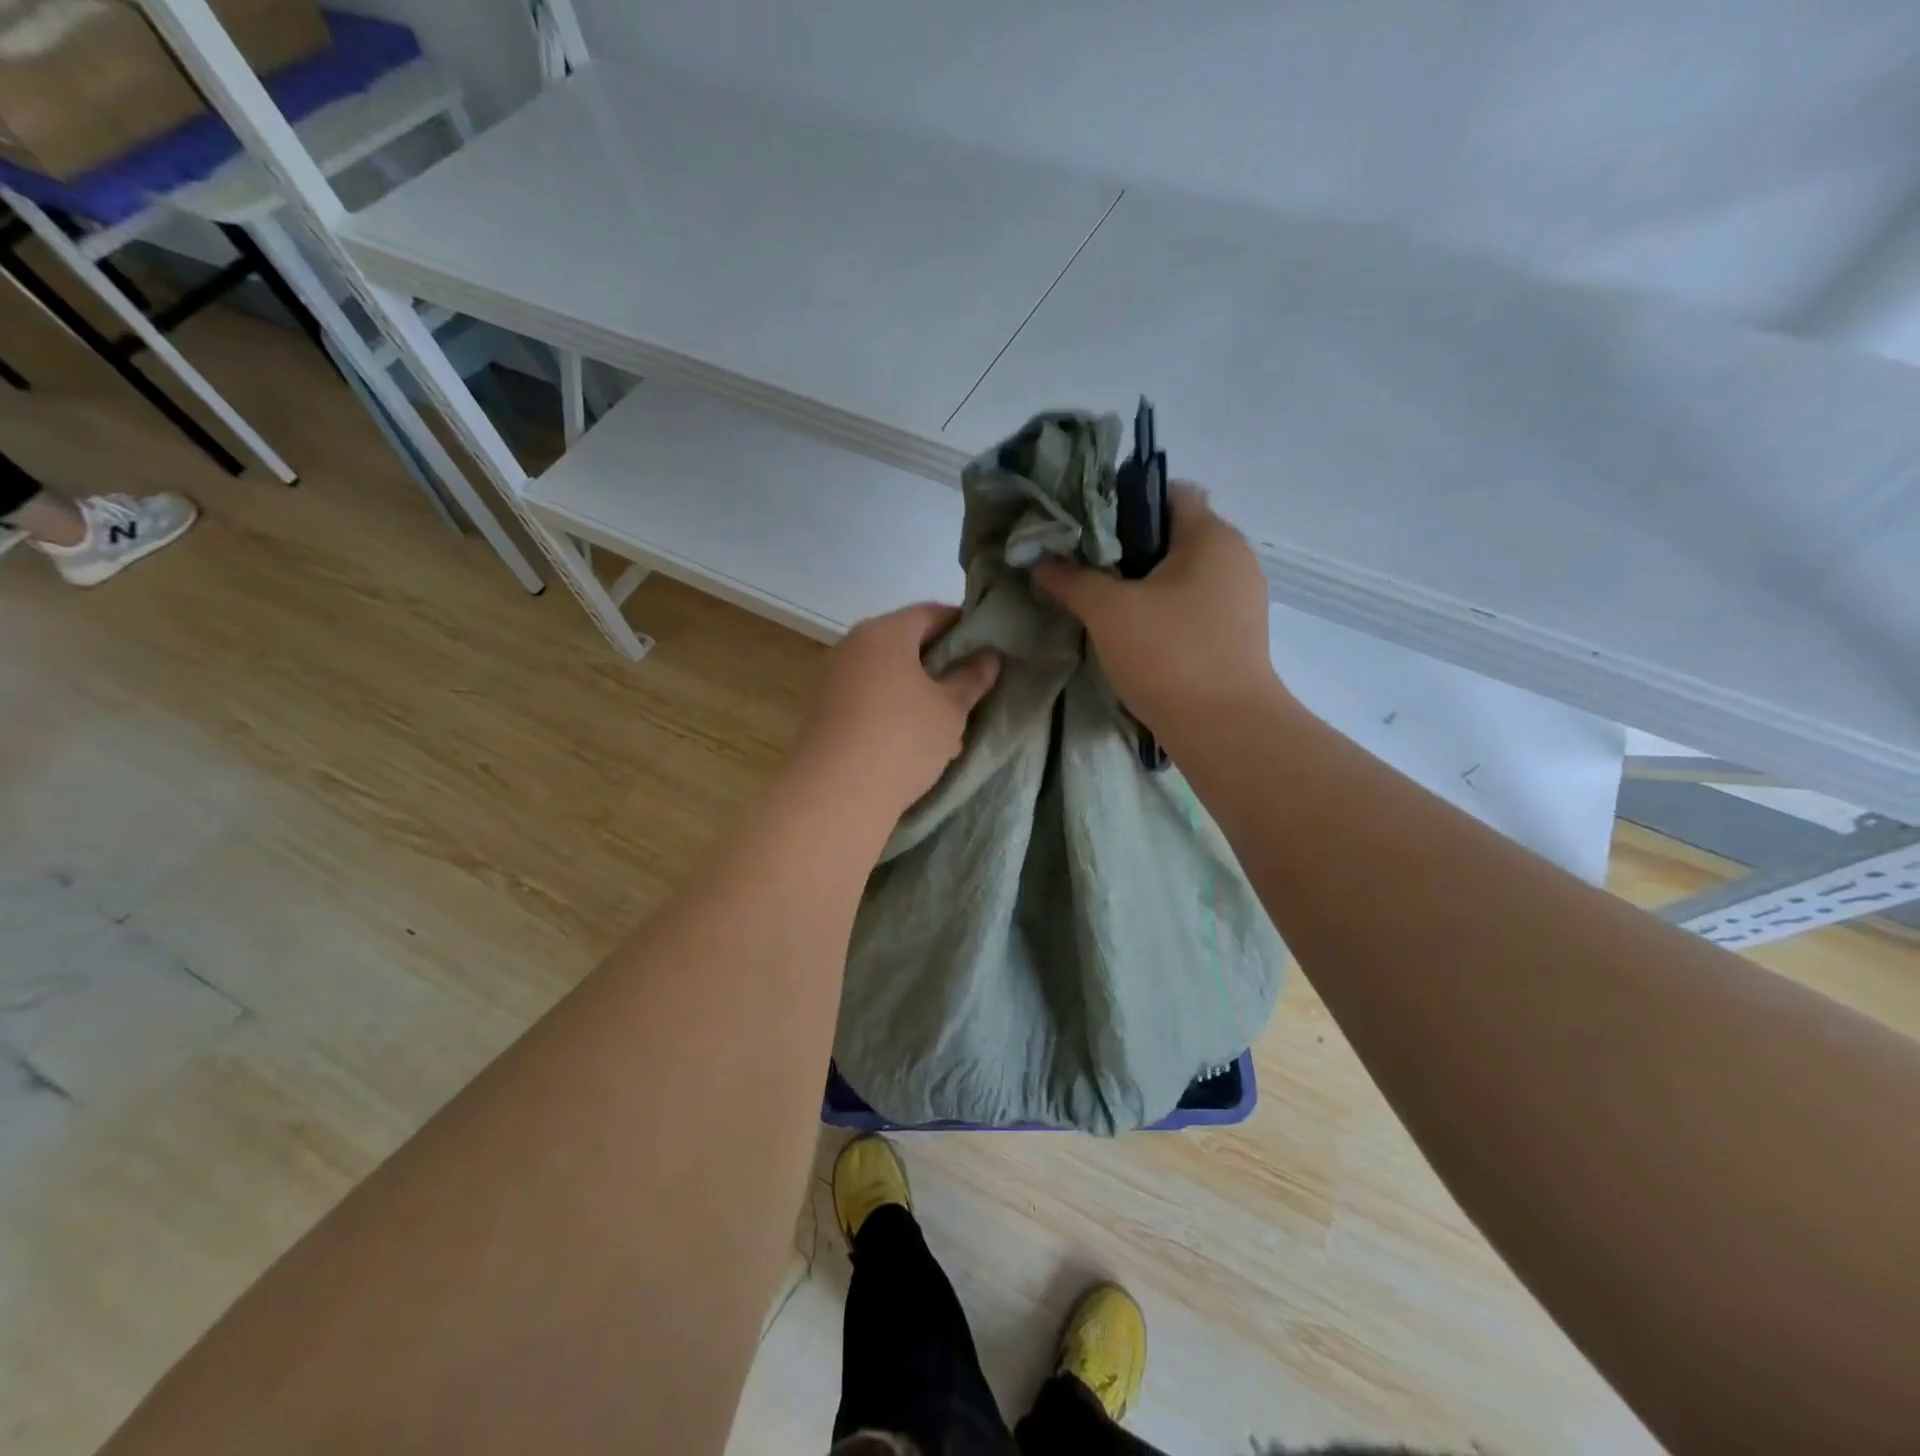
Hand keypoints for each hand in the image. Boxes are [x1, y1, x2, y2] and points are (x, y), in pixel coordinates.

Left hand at [793, 603, 1000, 815]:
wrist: (836, 794)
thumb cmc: (903, 739)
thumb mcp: (950, 710)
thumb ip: (971, 679)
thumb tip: (989, 656)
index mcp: (885, 632)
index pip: (931, 613)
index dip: (963, 625)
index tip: (987, 646)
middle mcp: (852, 645)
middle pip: (904, 642)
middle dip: (939, 661)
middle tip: (969, 685)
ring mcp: (832, 678)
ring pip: (885, 673)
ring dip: (915, 689)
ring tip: (945, 719)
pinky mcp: (823, 710)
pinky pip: (867, 697)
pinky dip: (892, 707)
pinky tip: (912, 738)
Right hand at [1032, 485, 1285, 743]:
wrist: (1224, 729)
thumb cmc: (1169, 655)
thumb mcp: (1108, 611)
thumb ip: (1071, 579)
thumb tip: (1039, 560)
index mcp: (1212, 536)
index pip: (1168, 493)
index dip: (1123, 502)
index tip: (1086, 528)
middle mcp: (1235, 558)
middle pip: (1173, 535)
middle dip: (1127, 548)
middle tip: (1084, 568)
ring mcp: (1241, 599)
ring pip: (1182, 574)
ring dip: (1143, 583)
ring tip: (1102, 602)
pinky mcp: (1237, 634)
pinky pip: (1193, 605)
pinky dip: (1163, 610)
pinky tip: (1134, 633)